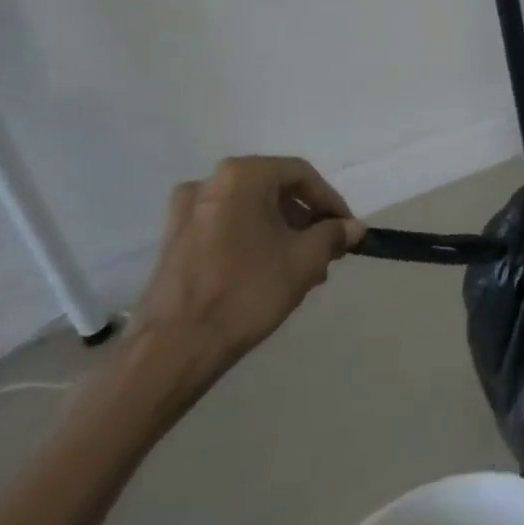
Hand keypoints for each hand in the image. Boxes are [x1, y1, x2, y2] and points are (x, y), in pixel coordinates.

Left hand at [127, 156, 364, 396]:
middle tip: (326, 250)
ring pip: (249, 211)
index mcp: (243, 175)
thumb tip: (352, 227)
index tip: (347, 230)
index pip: (302, 175)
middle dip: (306, 220)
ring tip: (302, 267)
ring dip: (281, 233)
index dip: (331, 202)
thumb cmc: (245, 292)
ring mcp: (186, 212)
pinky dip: (251, 241)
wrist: (171, 349)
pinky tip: (267, 272)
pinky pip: (225, 228)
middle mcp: (210, 182)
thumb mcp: (305, 260)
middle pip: (274, 191)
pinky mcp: (172, 241)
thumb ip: (333, 235)